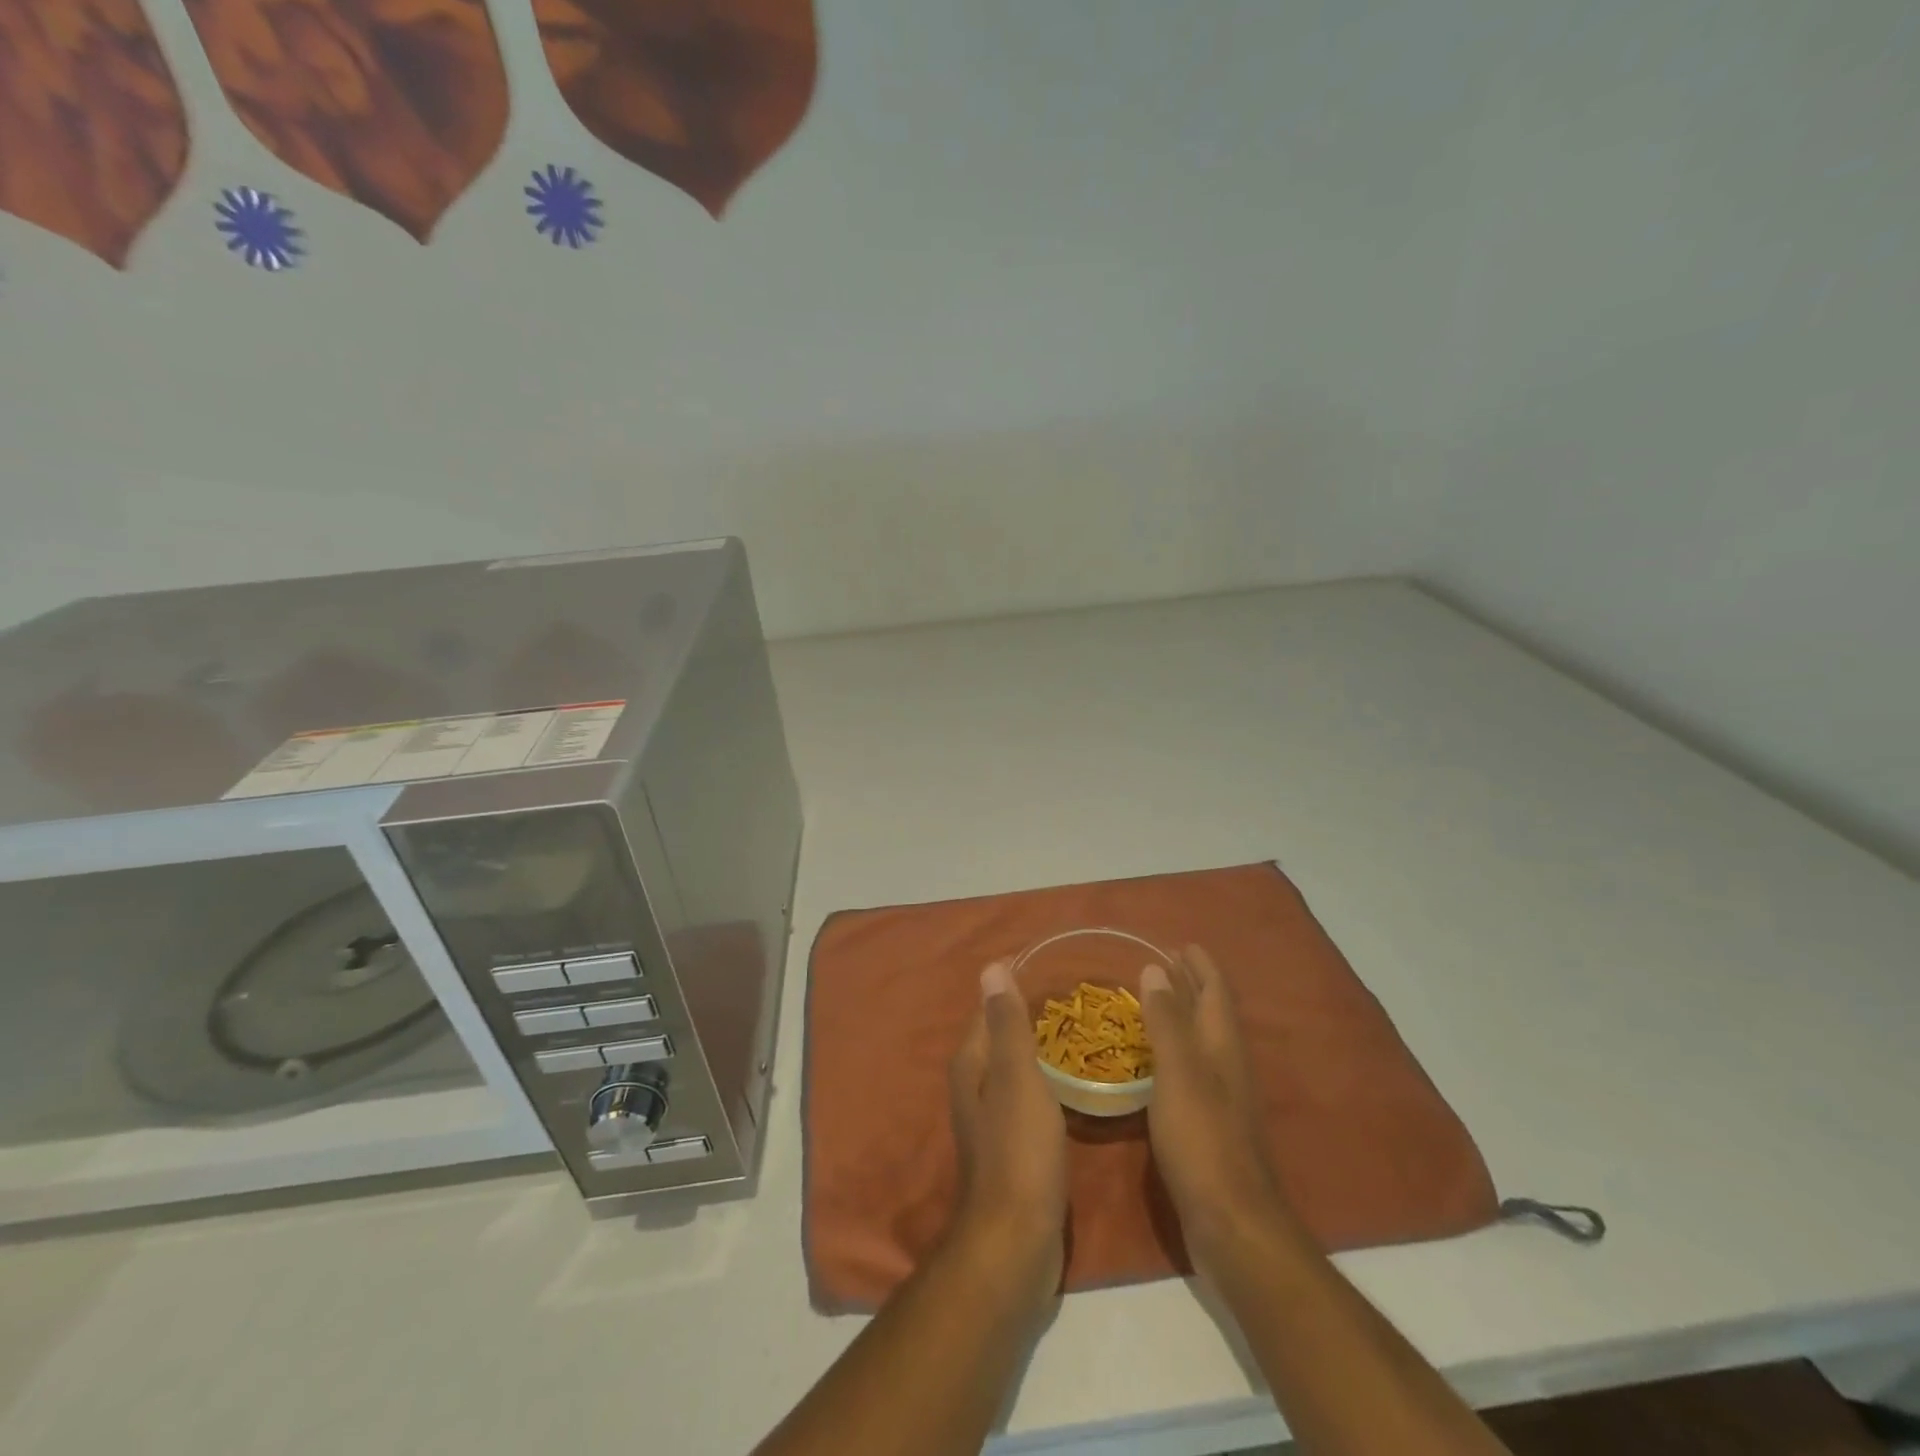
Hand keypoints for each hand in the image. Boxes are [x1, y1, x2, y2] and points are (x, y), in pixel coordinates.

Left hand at [947, 961, 1067, 1294]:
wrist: (1016, 1242)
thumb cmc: (1018, 1151)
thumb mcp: (1016, 1078)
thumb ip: (1007, 1024)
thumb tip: (991, 968)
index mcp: (972, 1064)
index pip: (989, 1009)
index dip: (1014, 985)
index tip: (1052, 966)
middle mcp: (975, 1085)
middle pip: (1001, 1036)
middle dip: (1031, 1013)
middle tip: (1077, 997)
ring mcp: (993, 1118)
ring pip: (1016, 1067)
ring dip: (1041, 1047)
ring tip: (1082, 1031)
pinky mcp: (1013, 1146)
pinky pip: (1029, 1095)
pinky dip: (1047, 1079)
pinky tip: (1073, 1081)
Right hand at [1141, 945, 1294, 1269]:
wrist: (1231, 1222)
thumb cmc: (1203, 1139)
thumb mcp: (1179, 1073)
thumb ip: (1167, 1021)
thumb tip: (1156, 968)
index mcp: (1222, 1046)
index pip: (1215, 992)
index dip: (1200, 966)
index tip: (1181, 943)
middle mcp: (1225, 1065)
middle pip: (1210, 1013)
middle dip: (1191, 985)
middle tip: (1164, 963)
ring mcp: (1219, 1097)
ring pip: (1200, 1040)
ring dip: (1182, 1015)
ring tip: (1153, 1001)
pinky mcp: (1207, 1124)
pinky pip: (1189, 1069)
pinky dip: (1172, 1049)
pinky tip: (1152, 1060)